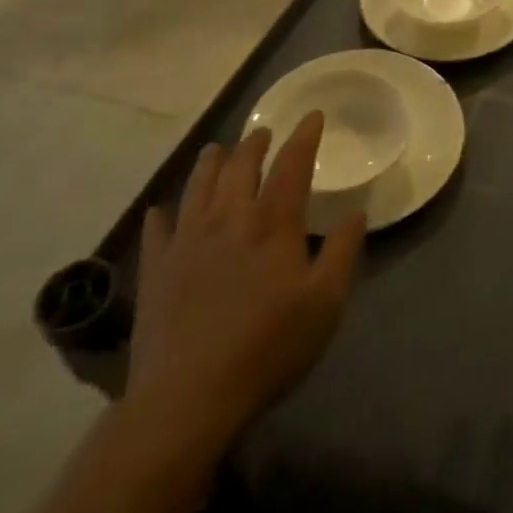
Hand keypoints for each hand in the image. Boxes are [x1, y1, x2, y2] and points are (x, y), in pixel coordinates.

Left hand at [127, 112, 365, 464]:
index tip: (312, 116)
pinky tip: (162, 210)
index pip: (291, 165)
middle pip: (240, 167)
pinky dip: (162, 214)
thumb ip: (344, 252)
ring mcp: (187, 242)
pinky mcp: (156, 270)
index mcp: (272, 223)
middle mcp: (228, 219)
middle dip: (254, 144)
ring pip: (198, 187)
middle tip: (263, 132)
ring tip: (216, 149)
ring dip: (210, 163)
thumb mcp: (326, 303)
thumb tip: (356, 212)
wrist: (188, 397)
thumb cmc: (268, 347)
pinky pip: (157, 230)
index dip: (303, 137)